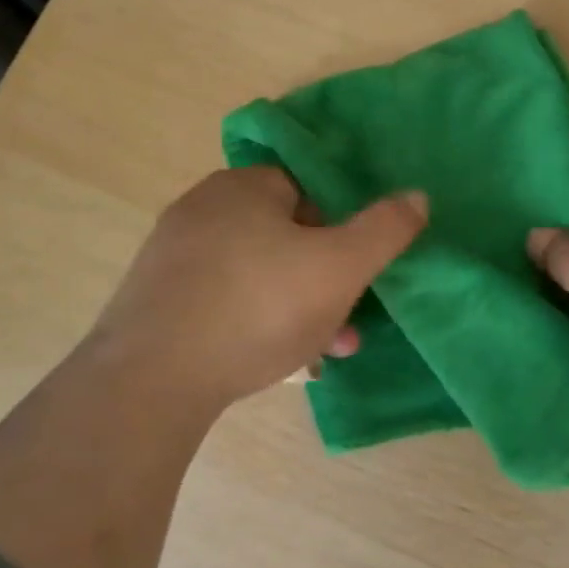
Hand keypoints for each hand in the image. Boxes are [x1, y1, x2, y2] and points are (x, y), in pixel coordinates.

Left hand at [85, 167, 426, 412]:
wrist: (150, 381)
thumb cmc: (259, 308)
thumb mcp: (341, 266)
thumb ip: (385, 228)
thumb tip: (418, 195)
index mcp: (244, 186)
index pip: (308, 190)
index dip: (340, 227)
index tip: (355, 269)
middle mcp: (203, 209)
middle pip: (284, 235)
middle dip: (323, 277)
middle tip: (347, 320)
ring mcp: (173, 255)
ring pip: (257, 273)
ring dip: (296, 306)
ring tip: (325, 351)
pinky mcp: (154, 300)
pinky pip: (223, 300)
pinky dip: (254, 321)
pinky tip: (274, 360)